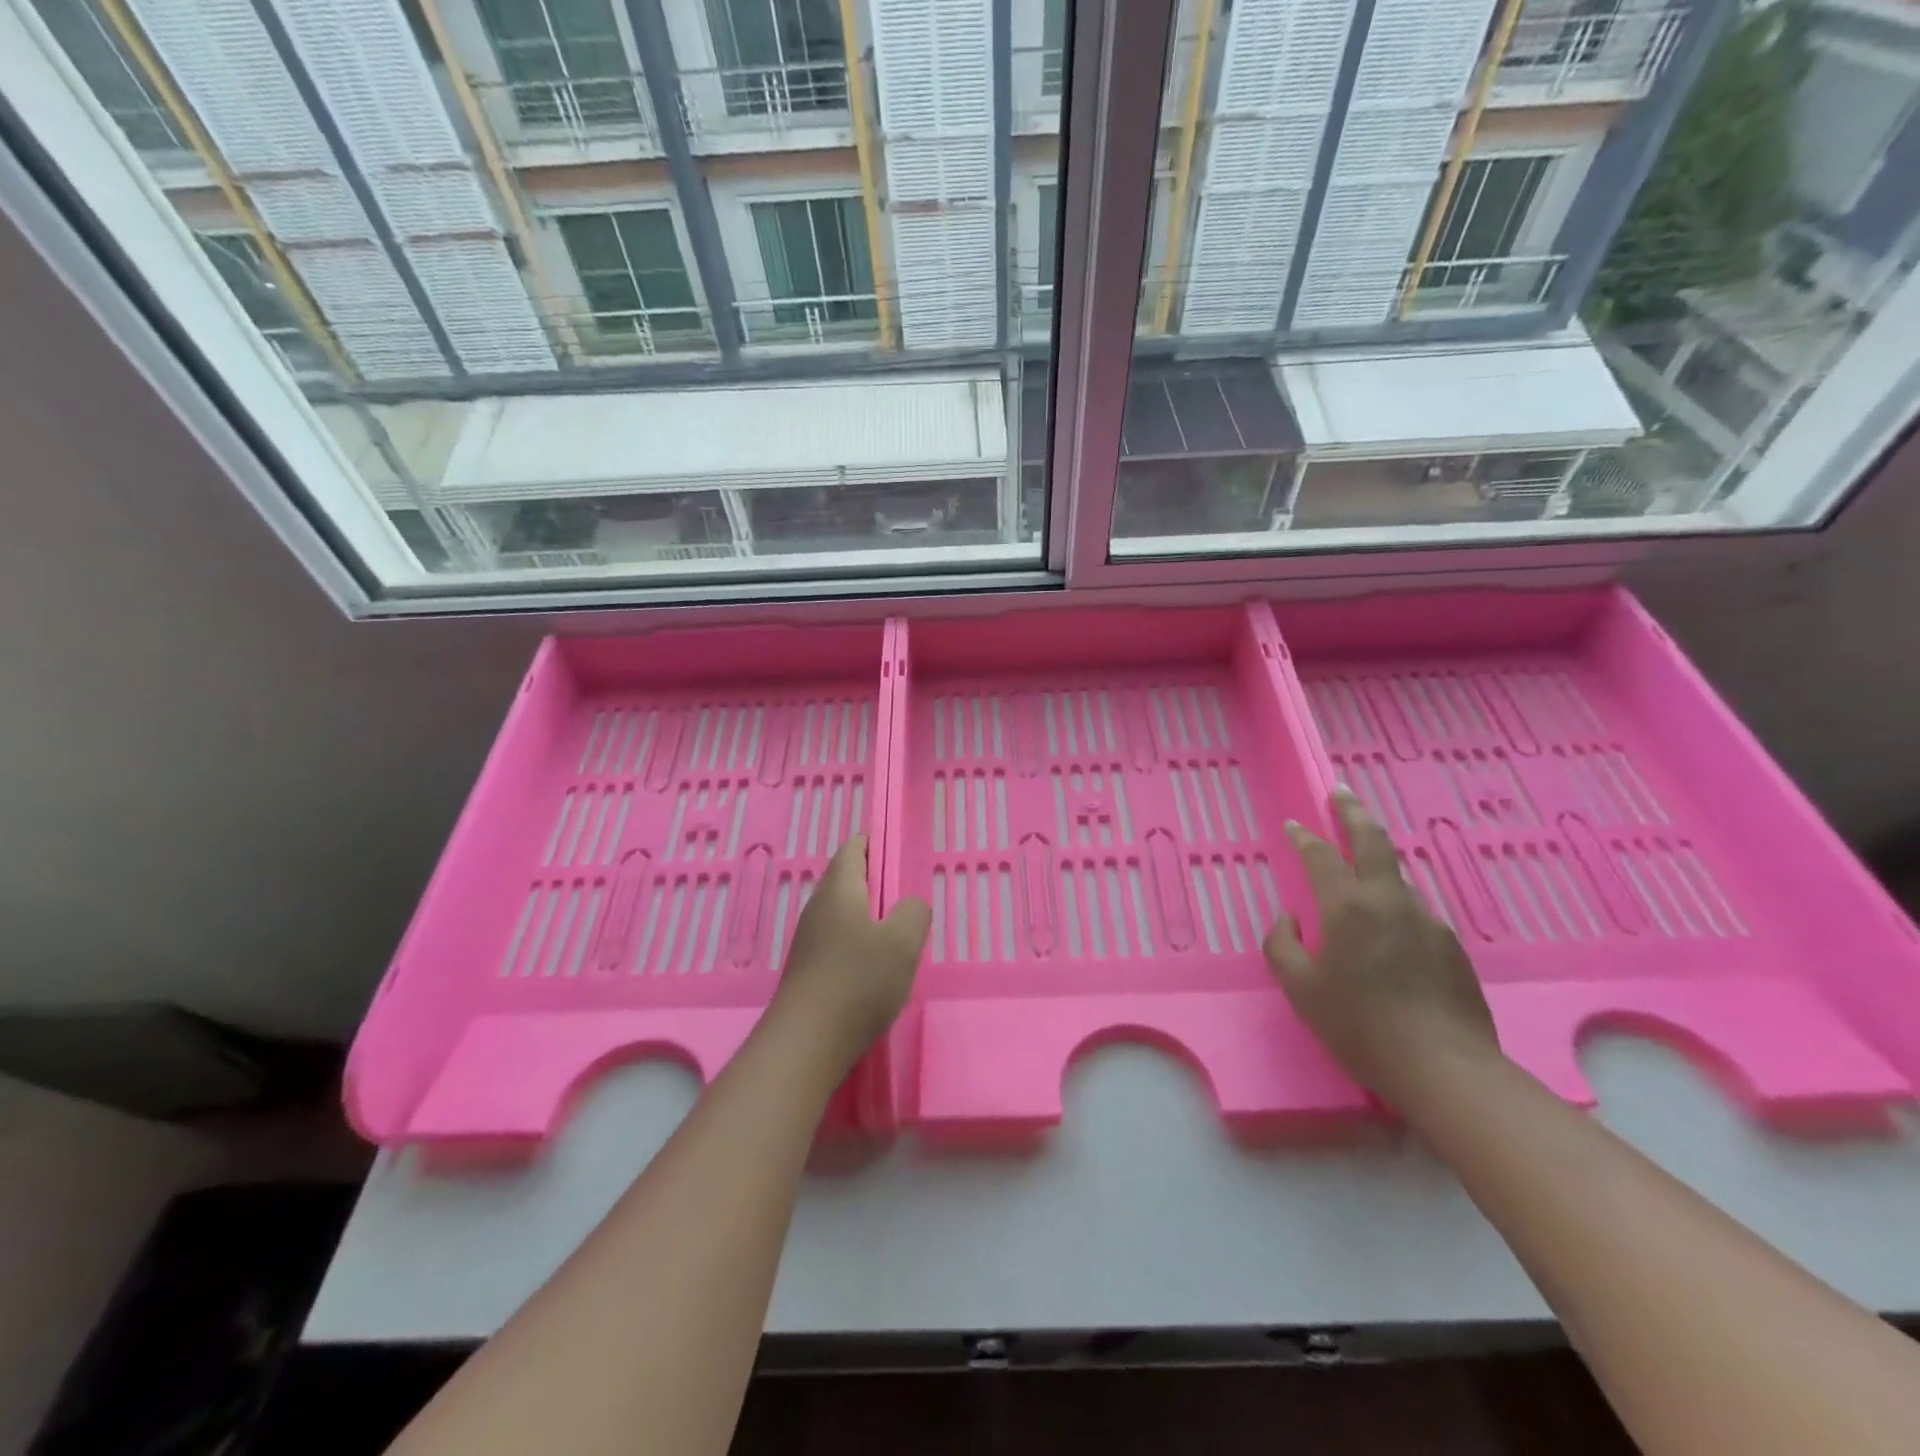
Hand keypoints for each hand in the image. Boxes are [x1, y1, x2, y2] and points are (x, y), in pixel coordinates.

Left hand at [770, 835, 930, 1077]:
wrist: (806, 1043)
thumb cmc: (859, 982)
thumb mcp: (903, 942)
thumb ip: (914, 912)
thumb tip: (909, 906)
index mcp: (839, 889)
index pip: (854, 848)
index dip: (877, 844)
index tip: (900, 856)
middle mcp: (818, 907)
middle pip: (847, 880)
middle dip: (877, 883)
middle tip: (907, 900)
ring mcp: (809, 940)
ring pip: (843, 912)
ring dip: (869, 917)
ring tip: (897, 937)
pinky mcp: (808, 969)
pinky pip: (837, 940)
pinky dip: (858, 943)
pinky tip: (875, 969)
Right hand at [1265, 787, 1500, 1110]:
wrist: (1445, 1068)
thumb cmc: (1360, 1025)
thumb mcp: (1300, 988)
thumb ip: (1283, 944)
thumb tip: (1289, 920)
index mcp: (1348, 906)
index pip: (1322, 856)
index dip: (1306, 837)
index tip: (1295, 825)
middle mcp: (1390, 901)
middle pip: (1373, 841)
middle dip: (1354, 813)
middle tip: (1341, 793)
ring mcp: (1427, 920)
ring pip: (1396, 878)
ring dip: (1376, 863)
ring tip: (1360, 869)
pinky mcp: (1451, 945)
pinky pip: (1413, 911)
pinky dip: (1394, 904)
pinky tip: (1387, 932)